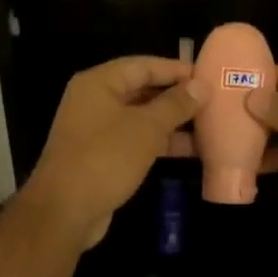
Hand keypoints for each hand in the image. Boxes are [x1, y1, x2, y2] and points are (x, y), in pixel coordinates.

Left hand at [24, 57, 198, 248]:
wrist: (65, 211)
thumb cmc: (106, 159)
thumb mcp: (146, 128)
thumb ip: (175, 105)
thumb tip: (201, 86)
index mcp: (99, 83)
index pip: (143, 65)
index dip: (176, 69)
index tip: (207, 75)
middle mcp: (94, 101)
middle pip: (141, 90)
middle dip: (176, 97)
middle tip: (212, 101)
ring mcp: (96, 130)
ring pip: (140, 118)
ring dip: (172, 123)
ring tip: (209, 126)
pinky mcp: (101, 156)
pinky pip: (136, 140)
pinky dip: (160, 143)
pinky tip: (190, 150)